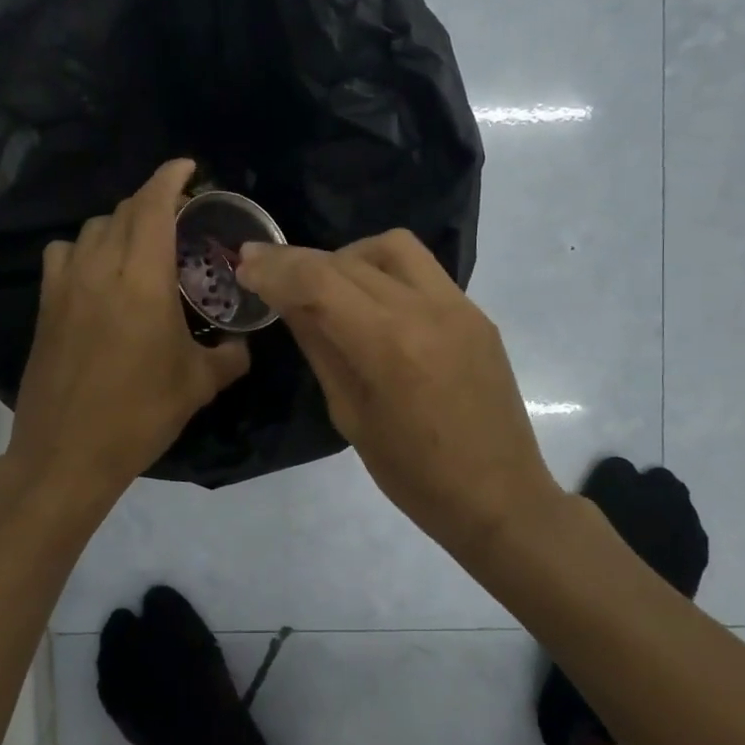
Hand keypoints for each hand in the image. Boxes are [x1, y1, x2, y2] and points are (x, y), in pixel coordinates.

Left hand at [5, 160, 250, 501]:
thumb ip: (229, 356)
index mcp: (143, 280)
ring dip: (121, 225)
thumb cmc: (140, 414)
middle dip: (153, 202)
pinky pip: (64, 254)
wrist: (67, 452)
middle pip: (124, 212)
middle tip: (180, 216)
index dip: (170, 178)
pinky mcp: (46, 305)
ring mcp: (66, 285)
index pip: (153, 207)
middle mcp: (101, 269)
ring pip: (92, 229)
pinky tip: (98, 272)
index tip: (188, 167)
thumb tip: (242, 344)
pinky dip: (85, 248)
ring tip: (142, 245)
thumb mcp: (199, 385)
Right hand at [236, 230, 568, 555]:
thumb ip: (320, 347)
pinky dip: (384, 273)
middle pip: (348, 259)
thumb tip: (289, 302)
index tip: (245, 265)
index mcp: (389, 344)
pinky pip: (422, 271)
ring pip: (392, 248)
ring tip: (327, 285)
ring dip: (348, 256)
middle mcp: (426, 309)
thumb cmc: (414, 476)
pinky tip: (372, 304)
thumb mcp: (350, 415)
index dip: (275, 268)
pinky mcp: (476, 313)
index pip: (319, 281)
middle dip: (300, 261)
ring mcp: (459, 306)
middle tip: (268, 271)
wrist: (499, 496)